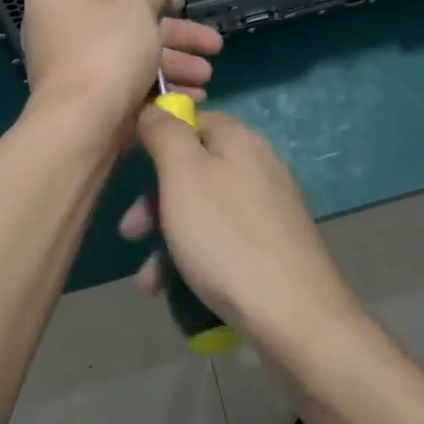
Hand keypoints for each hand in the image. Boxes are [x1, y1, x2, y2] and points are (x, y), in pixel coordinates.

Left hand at [20, 0, 222, 131]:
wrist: (82, 121)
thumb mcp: (138, 9)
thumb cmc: (108, 50)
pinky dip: (155, 87)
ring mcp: (70, 64)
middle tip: (213, 45)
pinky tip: (192, 96)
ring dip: (173, 64)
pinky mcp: (84, 97)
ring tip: (207, 76)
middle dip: (175, 37)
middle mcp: (59, 25)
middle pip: (128, 24)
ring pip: (131, 56)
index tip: (182, 5)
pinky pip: (123, 83)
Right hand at [127, 108, 360, 340]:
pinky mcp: (270, 251)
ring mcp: (267, 212)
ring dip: (166, 242)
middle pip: (194, 171)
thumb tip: (156, 107)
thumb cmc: (226, 236)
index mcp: (240, 141)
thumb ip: (165, 134)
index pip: (195, 121)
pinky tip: (172, 293)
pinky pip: (220, 245)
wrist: (293, 315)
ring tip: (146, 282)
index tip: (133, 167)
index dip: (160, 139)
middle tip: (130, 232)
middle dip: (155, 203)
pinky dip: (192, 262)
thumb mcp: (183, 175)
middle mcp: (257, 169)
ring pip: (201, 214)